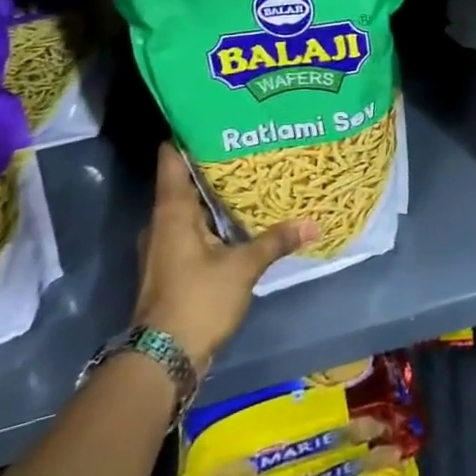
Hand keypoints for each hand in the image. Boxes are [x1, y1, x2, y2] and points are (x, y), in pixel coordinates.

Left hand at [134, 142, 315, 368]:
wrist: (161, 360)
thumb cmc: (197, 300)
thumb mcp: (243, 267)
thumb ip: (276, 240)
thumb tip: (314, 222)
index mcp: (172, 211)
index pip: (171, 158)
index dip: (188, 133)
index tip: (214, 115)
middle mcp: (161, 223)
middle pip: (183, 181)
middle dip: (212, 163)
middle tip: (247, 143)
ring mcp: (163, 247)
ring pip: (189, 208)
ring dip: (213, 195)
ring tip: (249, 176)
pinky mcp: (171, 268)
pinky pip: (192, 231)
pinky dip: (213, 221)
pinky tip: (239, 219)